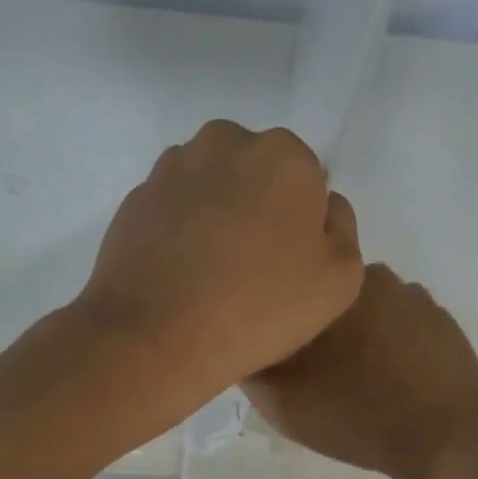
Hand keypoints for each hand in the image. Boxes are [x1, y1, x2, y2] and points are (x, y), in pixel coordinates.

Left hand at [75, 121, 362, 408]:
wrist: (157, 336)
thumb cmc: (260, 306)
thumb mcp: (341, 279)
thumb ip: (342, 228)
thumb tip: (323, 207)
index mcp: (284, 155)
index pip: (307, 179)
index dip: (303, 221)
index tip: (291, 261)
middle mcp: (226, 142)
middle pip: (256, 172)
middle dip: (258, 205)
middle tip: (253, 265)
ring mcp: (173, 167)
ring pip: (211, 184)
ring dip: (217, 212)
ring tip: (211, 271)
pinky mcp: (135, 197)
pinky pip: (173, 207)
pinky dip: (179, 228)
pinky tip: (179, 272)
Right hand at [243, 263, 477, 478]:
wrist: (449, 443)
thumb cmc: (359, 417)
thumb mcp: (285, 404)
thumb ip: (252, 369)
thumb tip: (243, 344)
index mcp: (335, 287)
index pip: (293, 287)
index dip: (281, 315)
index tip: (280, 347)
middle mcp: (377, 278)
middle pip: (330, 295)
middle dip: (319, 321)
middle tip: (314, 366)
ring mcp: (416, 299)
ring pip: (369, 307)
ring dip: (359, 330)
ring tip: (357, 374)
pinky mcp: (444, 323)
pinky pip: (403, 323)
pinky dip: (393, 341)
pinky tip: (393, 376)